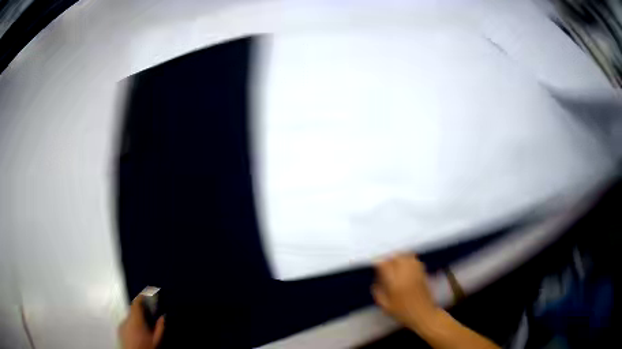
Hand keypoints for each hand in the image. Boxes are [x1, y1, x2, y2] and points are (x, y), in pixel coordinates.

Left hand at [119, 295, 164, 348]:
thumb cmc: (146, 347)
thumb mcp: (156, 340)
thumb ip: (160, 328)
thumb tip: (163, 317)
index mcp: (136, 320)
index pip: (136, 303)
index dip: (141, 297)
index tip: (146, 295)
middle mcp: (126, 320)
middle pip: (133, 311)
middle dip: (140, 312)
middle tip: (148, 316)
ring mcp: (121, 325)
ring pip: (129, 317)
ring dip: (136, 319)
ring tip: (143, 327)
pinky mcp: (119, 330)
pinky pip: (126, 323)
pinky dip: (131, 325)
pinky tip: (137, 332)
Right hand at [372, 254, 440, 333]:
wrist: (424, 314)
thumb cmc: (403, 313)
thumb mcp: (386, 307)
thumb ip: (378, 293)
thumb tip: (375, 283)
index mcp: (395, 283)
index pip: (385, 265)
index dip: (379, 262)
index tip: (375, 263)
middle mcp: (406, 274)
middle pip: (397, 257)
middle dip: (389, 257)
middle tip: (384, 262)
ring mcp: (415, 273)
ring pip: (407, 256)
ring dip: (400, 256)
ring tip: (394, 261)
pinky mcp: (423, 273)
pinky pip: (415, 261)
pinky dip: (409, 259)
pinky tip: (406, 263)